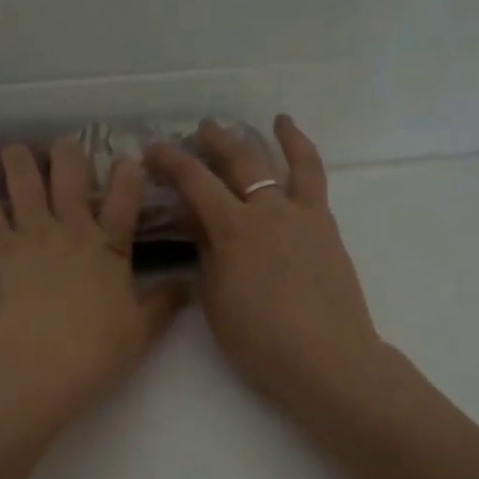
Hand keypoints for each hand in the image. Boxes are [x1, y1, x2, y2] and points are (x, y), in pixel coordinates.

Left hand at [0, 138, 186, 429]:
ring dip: (20, 160)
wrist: (43, 359)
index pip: (124, 202)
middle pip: (71, 180)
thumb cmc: (96, 349)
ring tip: (13, 146)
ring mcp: (33, 234)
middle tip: (64, 142)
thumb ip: (163, 304)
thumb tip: (189, 286)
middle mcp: (72, 230)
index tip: (128, 159)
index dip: (127, 177)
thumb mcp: (141, 330)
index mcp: (109, 248)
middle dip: (69, 156)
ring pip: (26, 183)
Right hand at [146, 117, 385, 414]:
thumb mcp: (216, 300)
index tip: (152, 150)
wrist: (327, 357)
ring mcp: (302, 215)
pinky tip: (301, 153)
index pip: (194, 181)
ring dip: (273, 138)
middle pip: (239, 161)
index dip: (170, 161)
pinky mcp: (326, 226)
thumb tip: (196, 221)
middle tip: (200, 131)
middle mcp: (268, 210)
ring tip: (272, 120)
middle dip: (215, 141)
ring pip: (286, 162)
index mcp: (233, 229)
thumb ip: (206, 253)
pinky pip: (316, 181)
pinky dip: (306, 158)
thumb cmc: (260, 340)